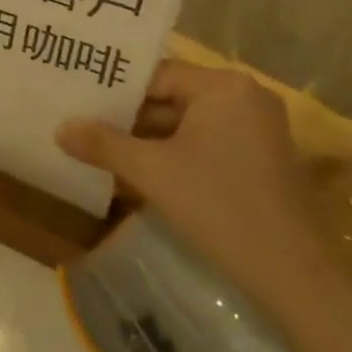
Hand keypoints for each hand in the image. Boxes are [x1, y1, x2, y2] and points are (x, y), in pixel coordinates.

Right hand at [56, 59, 340, 328]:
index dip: (114, 92)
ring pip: (187, 122)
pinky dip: (175, 152)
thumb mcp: (150, 171)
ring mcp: (258, 127)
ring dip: (149, 137)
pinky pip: (206, 140)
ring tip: (102, 146)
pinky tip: (140, 168)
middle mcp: (246, 95)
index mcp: (223, 86)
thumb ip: (102, 144)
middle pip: (172, 97)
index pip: (155, 76)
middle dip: (129, 116)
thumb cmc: (218, 206)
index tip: (79, 103)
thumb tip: (59, 129)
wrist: (292, 275)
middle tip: (83, 124)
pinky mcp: (262, 156)